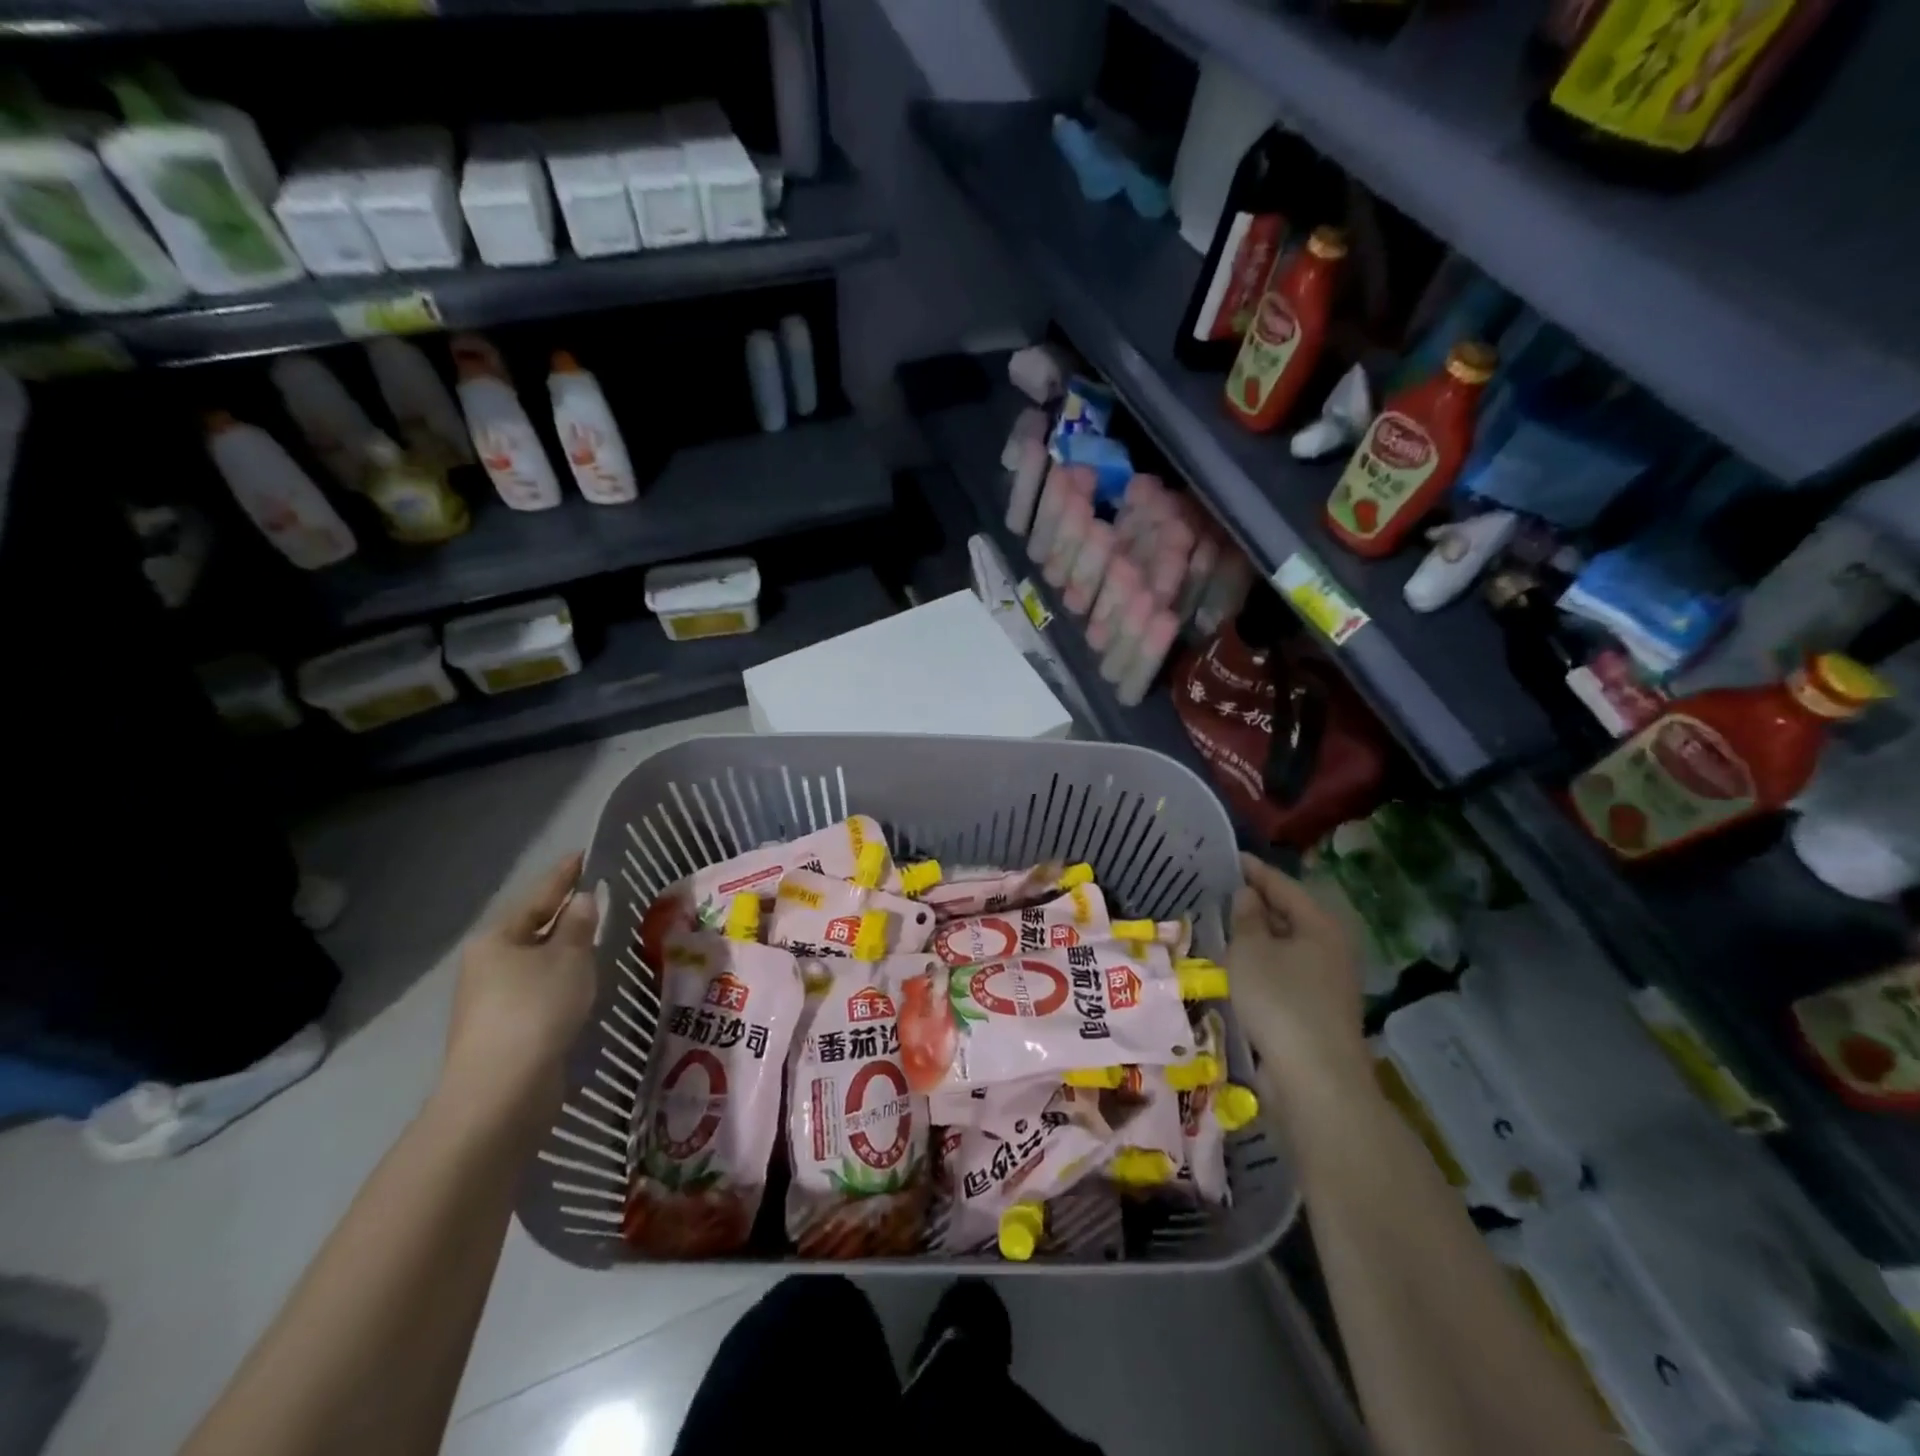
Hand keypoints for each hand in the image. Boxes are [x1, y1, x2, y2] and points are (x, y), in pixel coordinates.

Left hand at [440, 853, 599, 1124]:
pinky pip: (538, 990)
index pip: (538, 895)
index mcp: (497, 938)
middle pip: (532, 929)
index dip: (564, 875)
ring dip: (564, 950)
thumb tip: (582, 900)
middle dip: (564, 915)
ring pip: (536, 962)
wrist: (502, 1091)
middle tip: (598, 896)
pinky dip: (560, 980)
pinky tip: (582, 982)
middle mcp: (487, 964)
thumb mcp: (570, 958)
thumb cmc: (537, 1008)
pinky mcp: (504, 1030)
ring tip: (597, 937)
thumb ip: (579, 925)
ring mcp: (491, 1000)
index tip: (584, 854)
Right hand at [1227, 852, 1370, 1115]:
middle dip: (1256, 902)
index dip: (1252, 869)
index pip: (1282, 884)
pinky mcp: (1319, 1009)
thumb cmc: (1280, 1002)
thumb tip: (1248, 895)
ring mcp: (1329, 980)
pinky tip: (1240, 967)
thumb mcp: (1250, 951)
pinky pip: (1286, 971)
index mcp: (1321, 924)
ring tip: (1223, 925)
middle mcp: (1332, 947)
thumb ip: (1245, 918)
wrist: (1316, 1080)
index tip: (1225, 857)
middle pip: (1289, 913)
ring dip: (1258, 936)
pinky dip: (1264, 963)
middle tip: (1218, 891)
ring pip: (1287, 945)